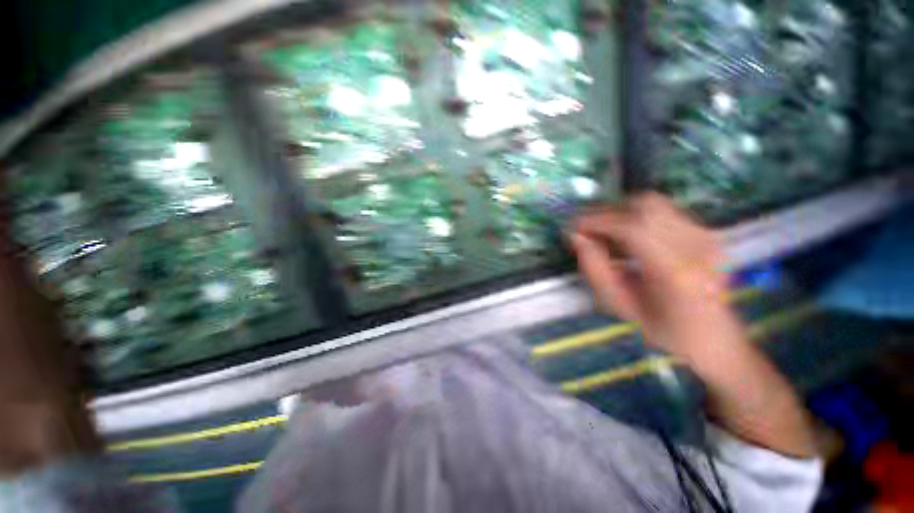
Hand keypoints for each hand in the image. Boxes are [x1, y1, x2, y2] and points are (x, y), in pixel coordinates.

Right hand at [570, 193, 815, 456]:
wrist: (718, 350)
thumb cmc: (664, 340)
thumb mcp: (618, 311)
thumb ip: (596, 270)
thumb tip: (577, 239)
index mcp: (675, 272)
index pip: (630, 226)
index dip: (594, 220)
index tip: (569, 227)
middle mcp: (698, 247)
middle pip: (645, 205)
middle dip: (605, 212)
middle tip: (583, 230)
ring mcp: (709, 239)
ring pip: (656, 204)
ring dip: (620, 214)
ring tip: (602, 235)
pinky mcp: (710, 236)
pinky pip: (666, 214)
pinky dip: (638, 219)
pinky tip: (627, 239)